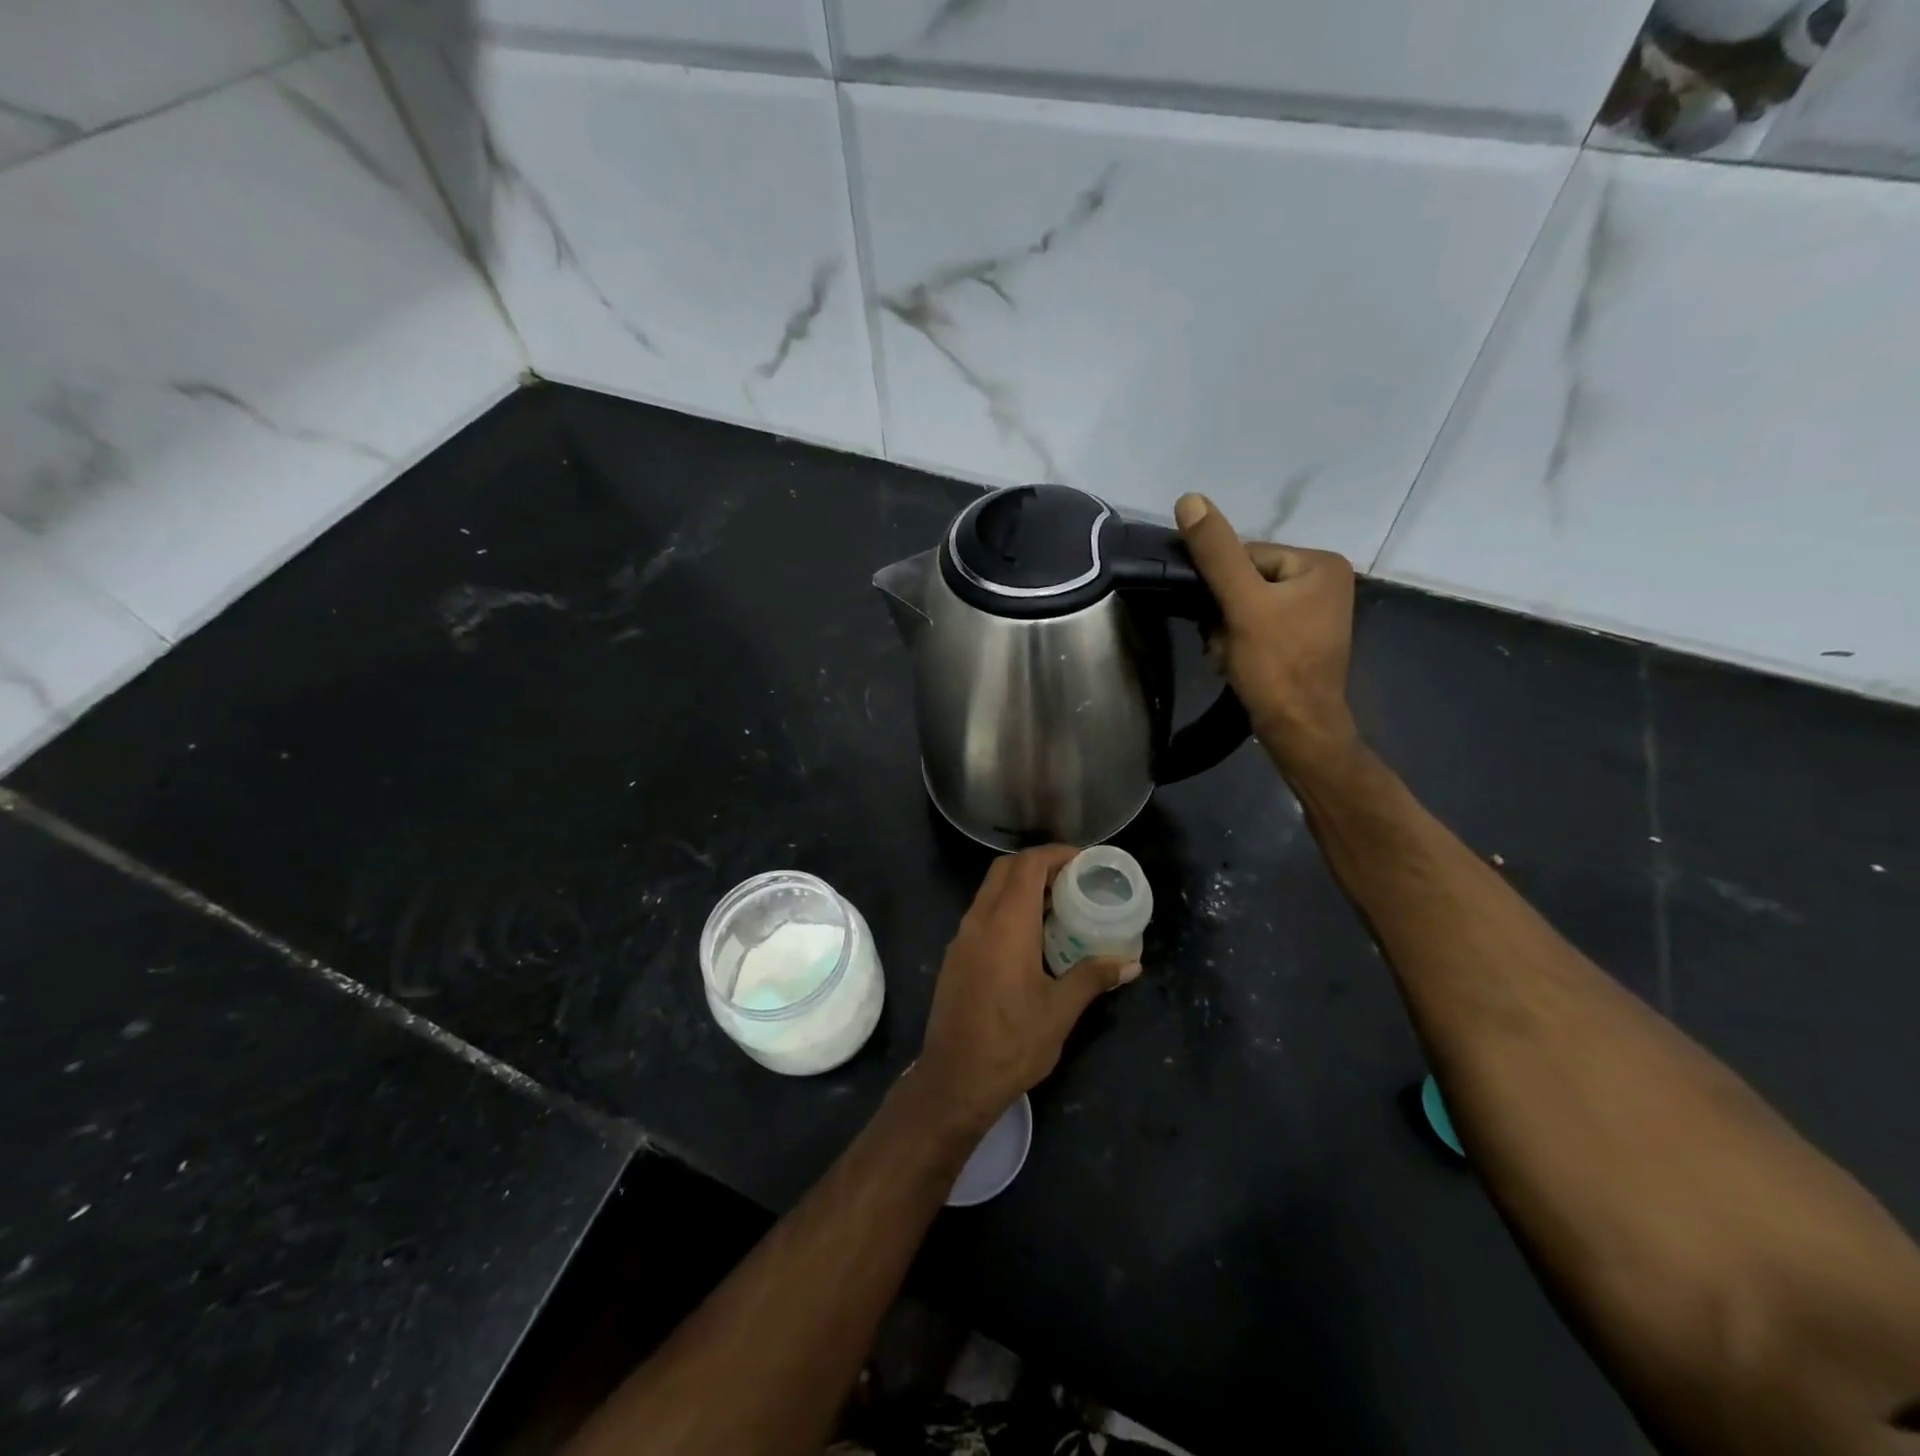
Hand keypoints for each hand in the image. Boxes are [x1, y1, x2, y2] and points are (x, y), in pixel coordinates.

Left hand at [916, 846, 1139, 1128]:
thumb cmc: (1012, 1043)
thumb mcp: (1060, 1011)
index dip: (1056, 854)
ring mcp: (962, 938)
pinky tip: (1029, 937)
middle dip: (1039, 864)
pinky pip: (982, 915)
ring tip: (1057, 904)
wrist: (954, 1081)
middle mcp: (979, 921)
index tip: (1084, 860)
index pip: (1028, 866)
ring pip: (990, 891)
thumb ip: (1093, 977)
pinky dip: (1006, 908)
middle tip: (1073, 878)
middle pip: (1005, 870)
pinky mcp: (955, 957)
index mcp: (1006, 925)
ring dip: (1021, 886)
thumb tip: (1131, 963)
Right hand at [1175, 492, 1359, 776]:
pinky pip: (1258, 626)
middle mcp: (1324, 581)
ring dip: (1226, 631)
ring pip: (1246, 607)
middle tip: (1225, 644)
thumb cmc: (1275, 665)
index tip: (1217, 618)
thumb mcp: (1242, 604)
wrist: (1298, 730)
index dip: (1221, 587)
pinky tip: (1237, 664)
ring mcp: (1315, 613)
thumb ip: (1216, 553)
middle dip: (1224, 614)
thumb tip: (1189, 499)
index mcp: (1319, 563)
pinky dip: (1240, 644)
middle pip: (1246, 582)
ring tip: (1230, 656)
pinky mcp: (1302, 639)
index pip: (1247, 555)